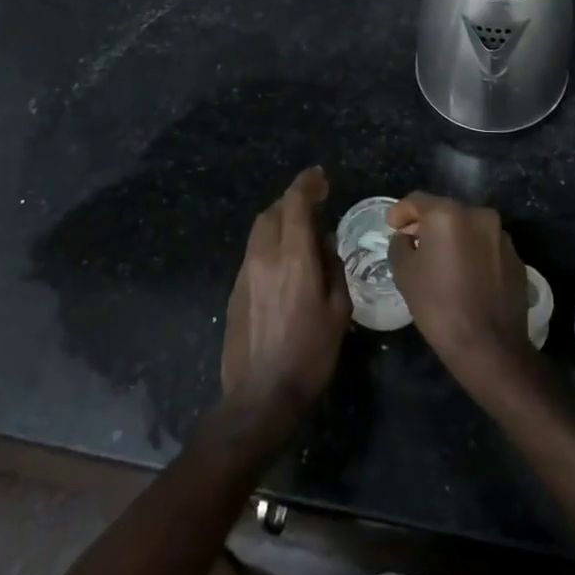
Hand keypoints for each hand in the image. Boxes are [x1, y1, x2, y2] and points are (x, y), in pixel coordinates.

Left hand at [221, 167, 350, 430]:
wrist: (259, 397)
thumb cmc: (309, 355)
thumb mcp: (338, 312)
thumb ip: (333, 270)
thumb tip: (325, 244)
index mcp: (294, 258)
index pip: (295, 204)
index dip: (307, 184)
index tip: (320, 177)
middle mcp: (265, 257)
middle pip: (273, 212)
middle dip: (292, 201)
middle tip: (314, 205)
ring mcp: (245, 273)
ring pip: (260, 231)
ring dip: (279, 221)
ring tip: (301, 234)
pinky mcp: (235, 290)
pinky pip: (254, 252)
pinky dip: (270, 244)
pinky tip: (285, 264)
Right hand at [388, 193, 531, 390]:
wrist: (490, 346)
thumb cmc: (439, 305)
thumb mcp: (405, 273)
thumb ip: (400, 245)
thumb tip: (406, 238)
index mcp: (448, 214)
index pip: (417, 200)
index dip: (400, 212)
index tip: (392, 226)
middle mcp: (479, 215)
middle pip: (445, 211)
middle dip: (427, 224)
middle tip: (413, 244)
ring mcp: (501, 235)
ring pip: (469, 228)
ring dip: (452, 238)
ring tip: (440, 261)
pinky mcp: (516, 257)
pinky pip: (486, 246)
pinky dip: (472, 253)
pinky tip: (465, 276)